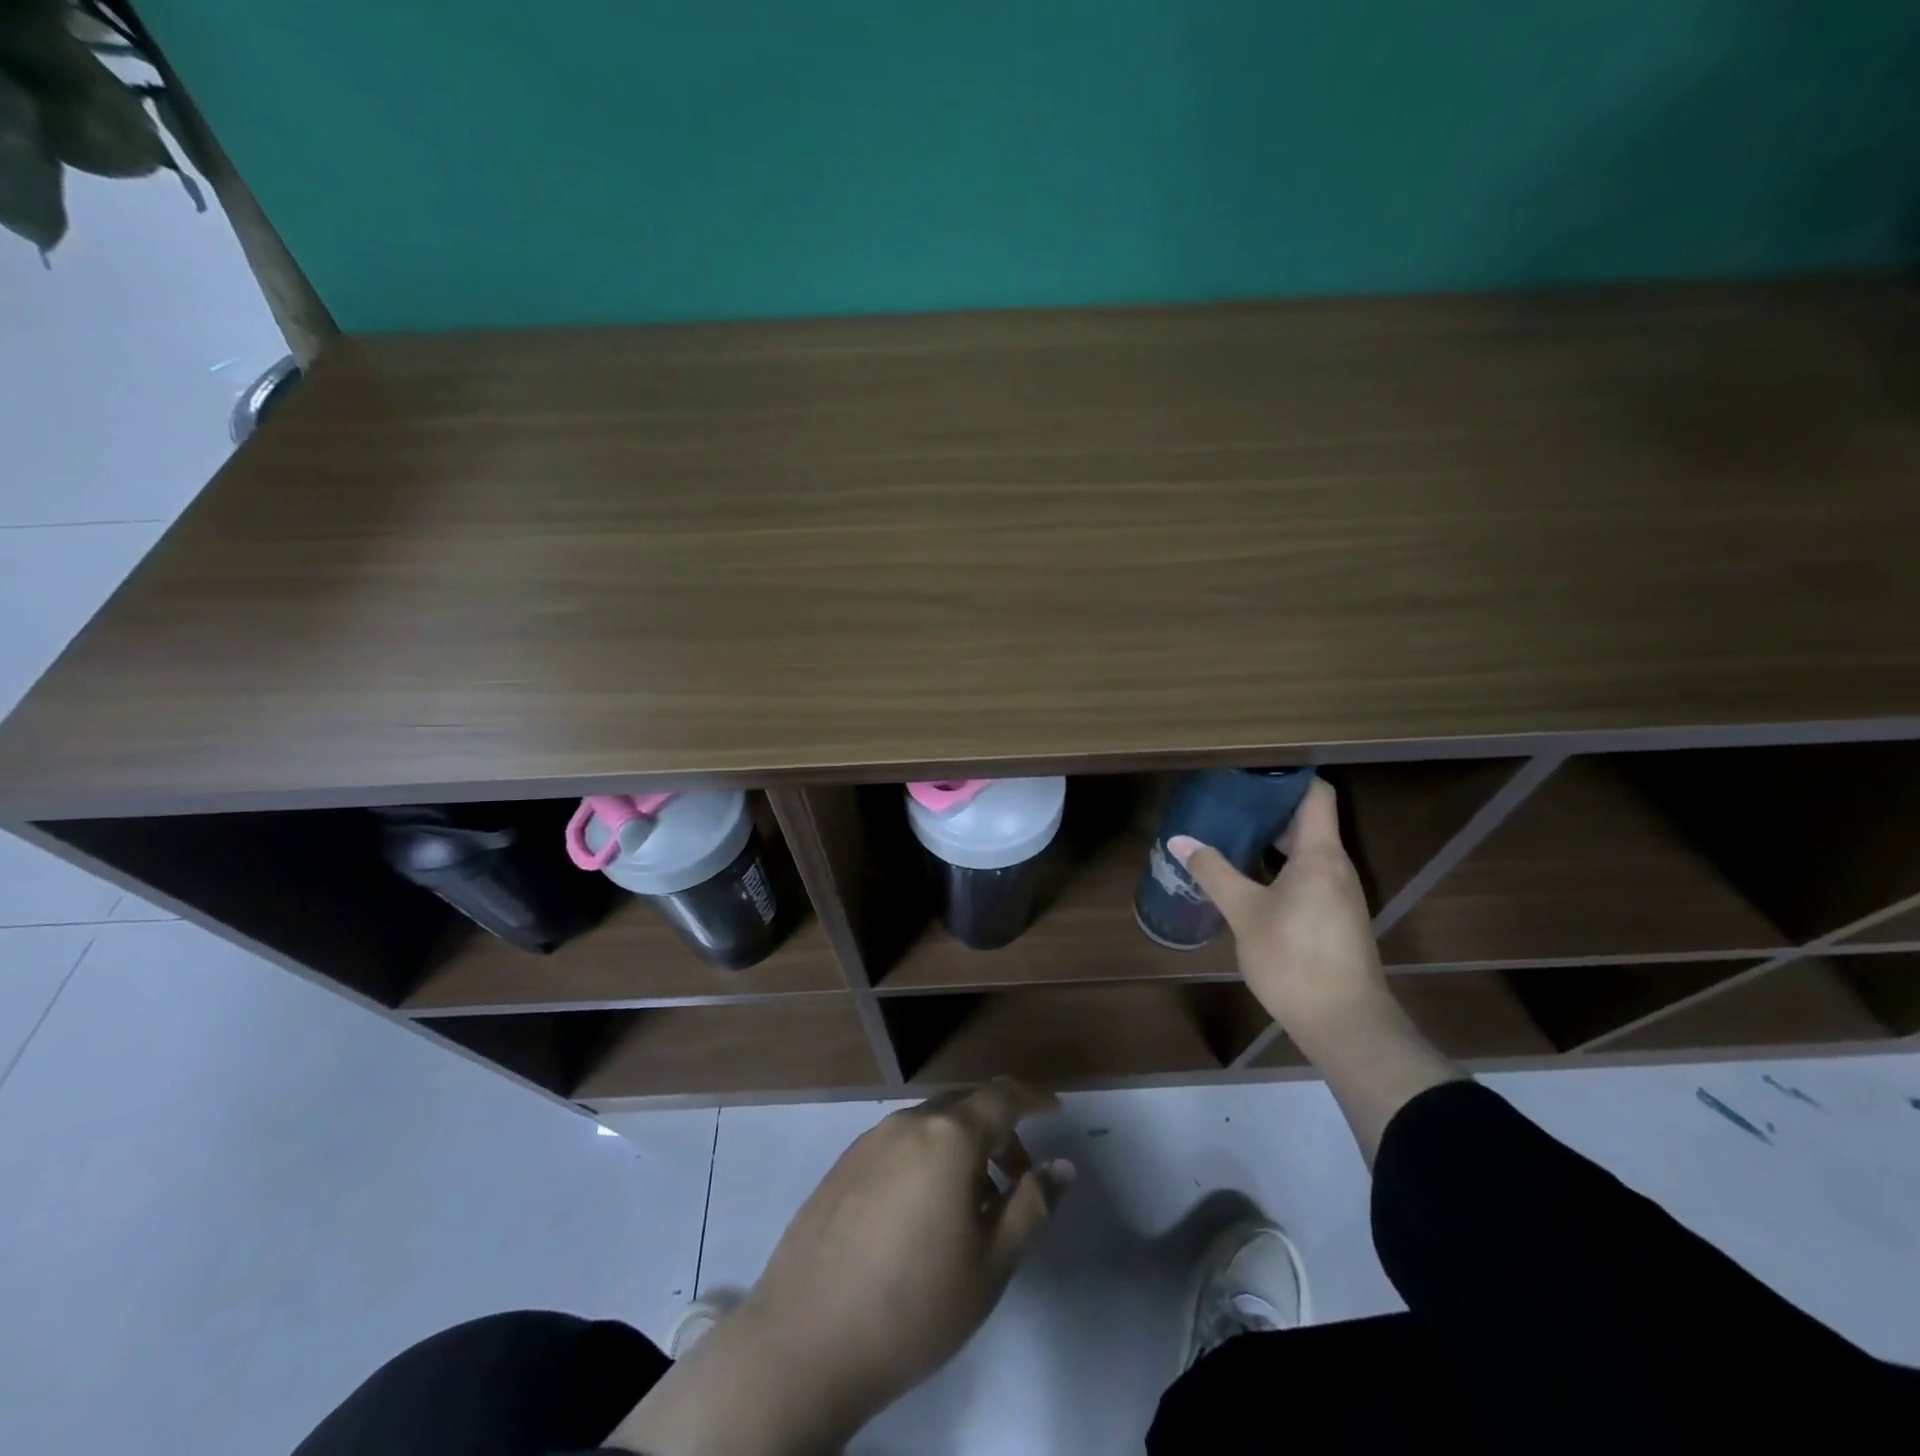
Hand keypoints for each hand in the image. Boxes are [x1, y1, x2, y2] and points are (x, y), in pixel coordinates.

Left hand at [609, 1078, 1072, 1455]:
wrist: (804, 1341)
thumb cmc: (913, 1305)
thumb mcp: (990, 1264)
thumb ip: (1031, 1206)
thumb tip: (1060, 1167)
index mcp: (948, 1136)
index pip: (1002, 1096)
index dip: (1033, 1099)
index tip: (1055, 1111)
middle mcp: (908, 1123)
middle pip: (965, 1106)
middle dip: (999, 1131)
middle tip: (1018, 1178)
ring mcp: (869, 1140)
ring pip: (931, 1126)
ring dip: (962, 1149)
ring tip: (973, 1207)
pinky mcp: (843, 1165)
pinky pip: (900, 1145)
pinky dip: (927, 1160)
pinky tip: (924, 1214)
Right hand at [1168, 779, 1389, 1046]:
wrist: (1345, 1023)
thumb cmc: (1294, 957)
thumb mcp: (1244, 912)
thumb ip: (1213, 872)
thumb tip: (1179, 840)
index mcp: (1319, 854)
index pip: (1315, 794)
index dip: (1287, 776)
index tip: (1250, 771)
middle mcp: (1335, 867)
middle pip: (1307, 821)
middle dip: (1268, 809)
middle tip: (1226, 802)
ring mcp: (1338, 894)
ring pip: (1306, 851)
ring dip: (1271, 841)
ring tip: (1229, 835)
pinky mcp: (1334, 918)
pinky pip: (1307, 876)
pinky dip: (1279, 868)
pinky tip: (1247, 879)